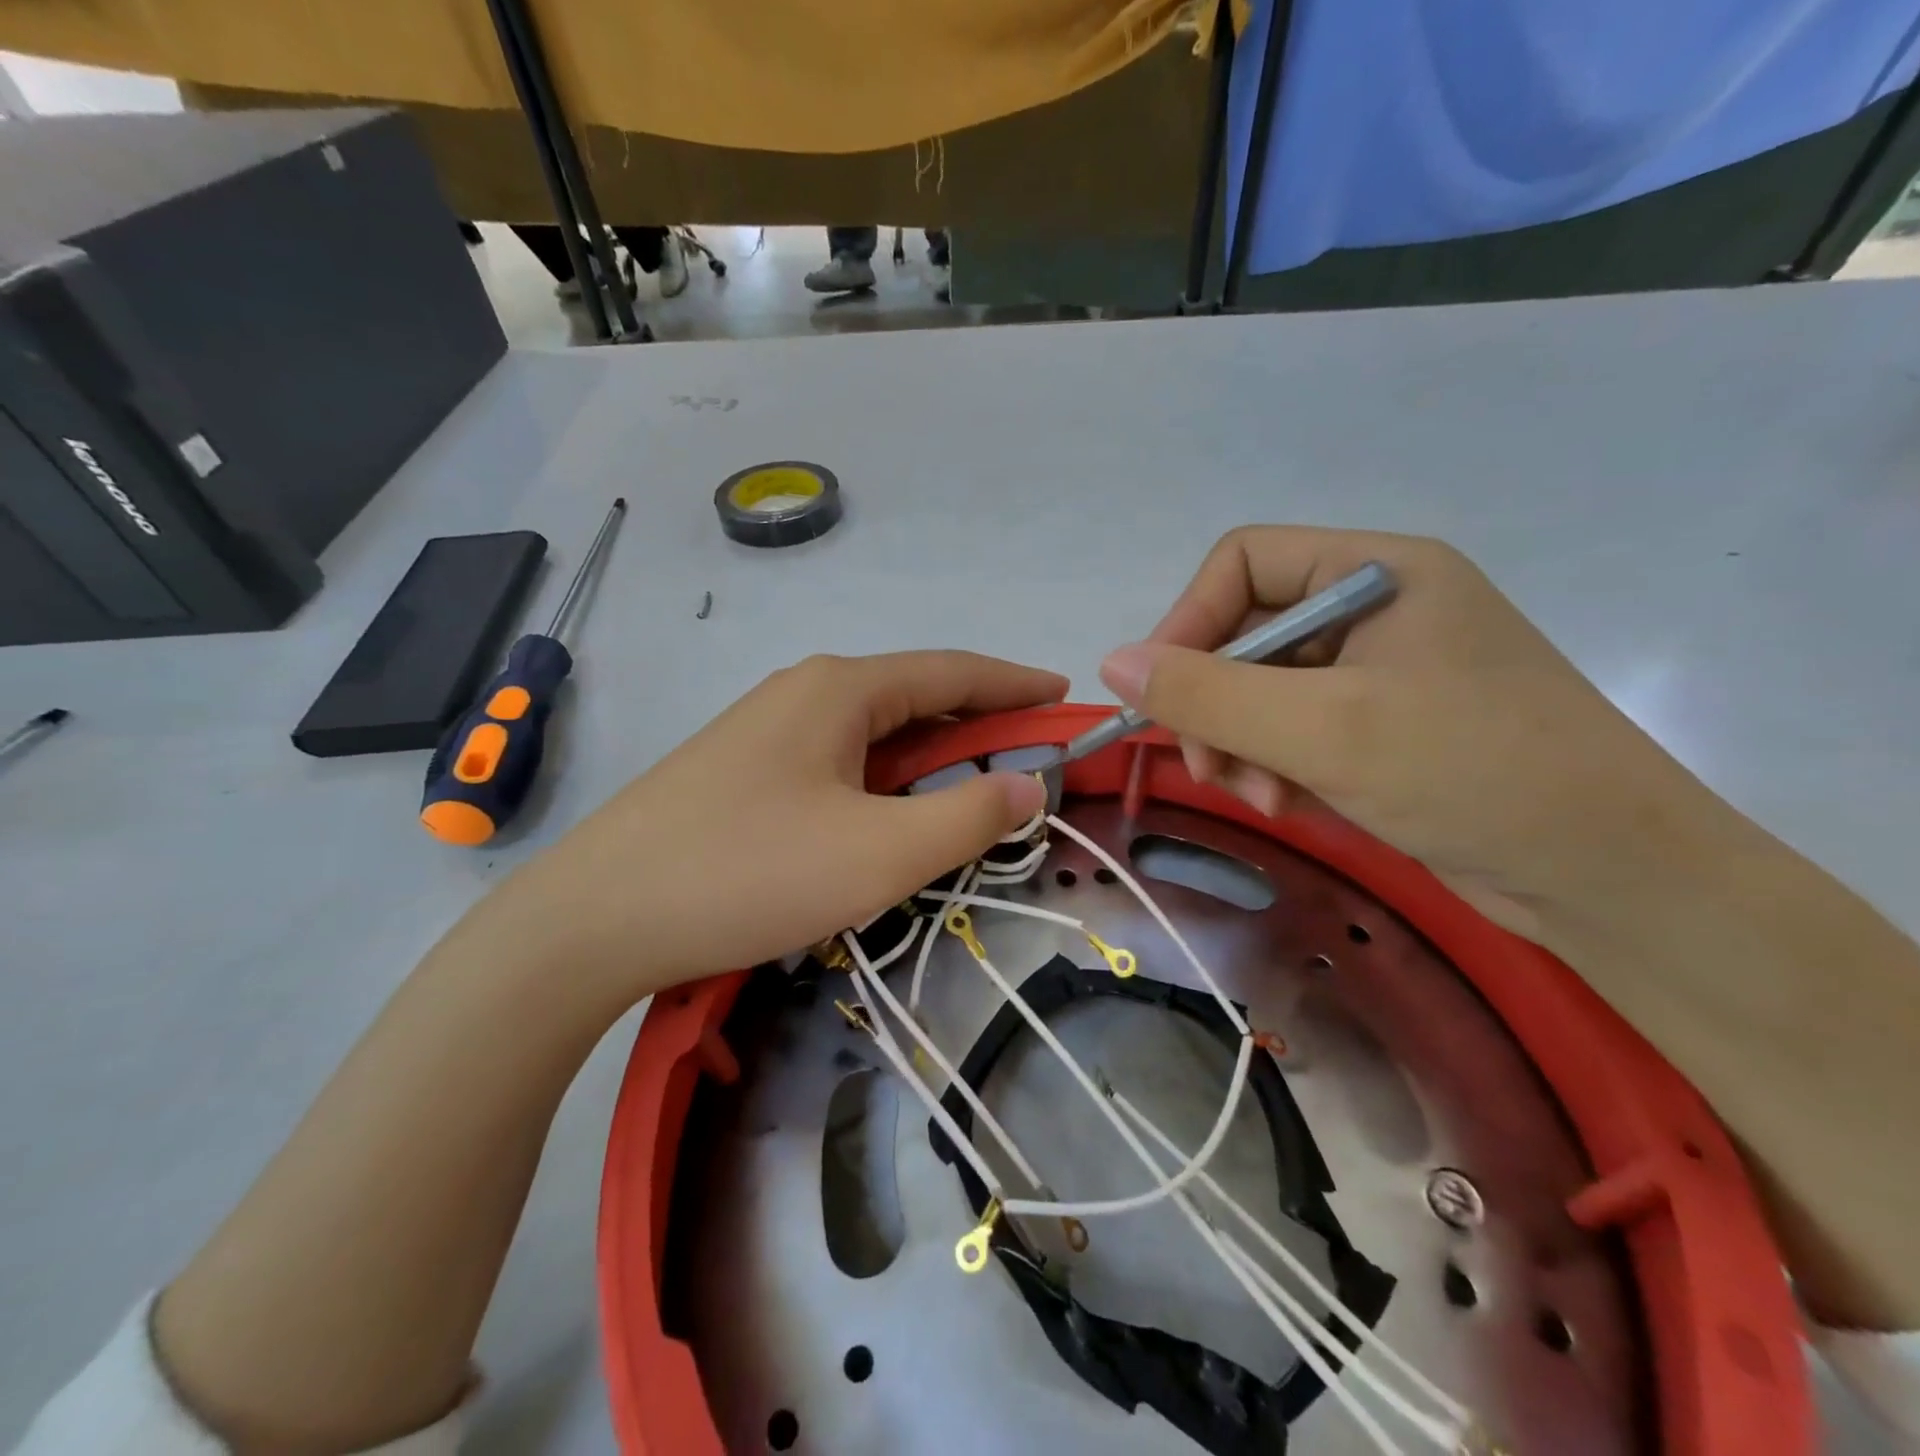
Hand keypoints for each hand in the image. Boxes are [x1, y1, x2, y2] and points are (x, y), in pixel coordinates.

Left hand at [482, 651, 1064, 1004]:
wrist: (595, 918)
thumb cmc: (750, 873)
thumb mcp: (880, 852)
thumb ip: (968, 816)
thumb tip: (1030, 786)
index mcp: (842, 688)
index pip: (952, 671)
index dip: (1014, 683)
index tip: (1062, 695)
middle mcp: (804, 692)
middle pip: (913, 699)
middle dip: (976, 728)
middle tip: (1028, 762)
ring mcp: (766, 730)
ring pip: (872, 735)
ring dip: (927, 762)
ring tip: (969, 797)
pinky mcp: (742, 772)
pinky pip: (837, 763)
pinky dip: (882, 783)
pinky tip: (887, 819)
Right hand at [1097, 526, 1738, 943]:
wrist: (1611, 876)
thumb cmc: (1471, 772)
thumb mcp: (1322, 729)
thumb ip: (1207, 692)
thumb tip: (1111, 663)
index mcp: (1377, 570)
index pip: (1243, 561)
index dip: (1188, 621)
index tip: (1161, 696)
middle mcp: (1376, 607)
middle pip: (1248, 631)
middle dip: (1217, 702)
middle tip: (1209, 767)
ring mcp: (1381, 669)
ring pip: (1263, 687)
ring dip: (1241, 742)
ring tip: (1258, 797)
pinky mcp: (1383, 725)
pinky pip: (1295, 727)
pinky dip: (1275, 764)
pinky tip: (1287, 805)